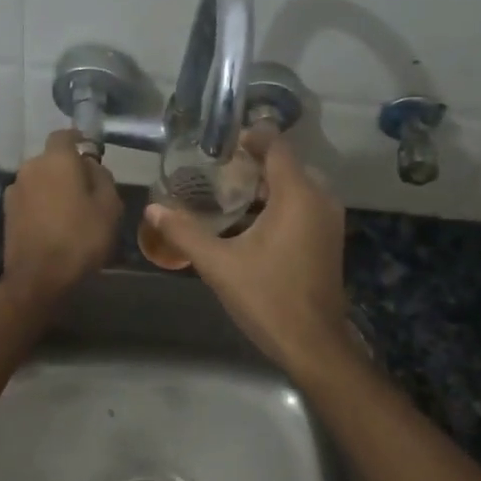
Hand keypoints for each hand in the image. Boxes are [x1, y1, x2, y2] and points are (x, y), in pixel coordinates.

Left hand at [2, 130, 122, 302]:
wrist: (39, 278)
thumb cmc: (81, 237)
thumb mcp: (109, 206)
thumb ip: (102, 177)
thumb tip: (91, 165)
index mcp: (56, 160)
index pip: (65, 135)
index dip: (79, 140)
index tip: (90, 151)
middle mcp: (30, 168)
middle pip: (52, 159)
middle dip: (68, 169)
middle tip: (87, 189)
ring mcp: (14, 190)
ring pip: (40, 180)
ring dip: (53, 188)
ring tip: (70, 212)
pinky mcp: (7, 213)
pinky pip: (30, 199)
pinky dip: (42, 205)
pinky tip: (54, 225)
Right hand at [145, 134, 359, 377]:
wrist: (313, 343)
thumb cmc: (267, 298)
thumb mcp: (219, 264)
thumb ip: (185, 232)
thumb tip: (152, 209)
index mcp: (297, 195)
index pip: (277, 146)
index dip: (251, 136)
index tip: (220, 142)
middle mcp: (320, 199)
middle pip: (287, 163)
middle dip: (254, 161)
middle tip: (217, 168)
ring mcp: (329, 220)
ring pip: (297, 185)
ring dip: (266, 183)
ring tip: (228, 191)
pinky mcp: (328, 238)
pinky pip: (305, 204)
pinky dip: (280, 202)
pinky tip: (250, 220)